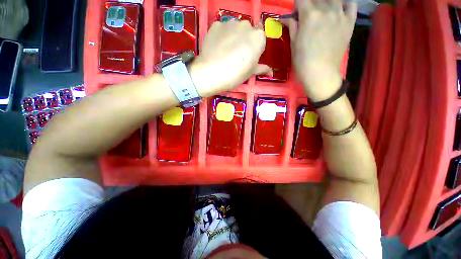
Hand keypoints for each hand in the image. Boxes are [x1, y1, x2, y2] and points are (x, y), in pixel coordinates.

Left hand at [190, 20, 271, 97]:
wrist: (212, 73)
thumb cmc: (235, 75)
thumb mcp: (250, 73)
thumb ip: (261, 69)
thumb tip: (271, 73)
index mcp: (258, 38)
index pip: (260, 41)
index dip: (254, 51)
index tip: (248, 60)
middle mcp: (246, 25)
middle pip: (248, 33)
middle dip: (244, 42)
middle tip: (236, 57)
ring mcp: (230, 23)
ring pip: (235, 29)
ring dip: (233, 37)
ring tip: (225, 53)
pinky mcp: (215, 25)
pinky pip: (222, 29)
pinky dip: (221, 36)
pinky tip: (217, 48)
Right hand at [281, 0, 356, 100]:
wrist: (320, 73)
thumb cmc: (303, 61)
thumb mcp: (294, 44)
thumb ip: (292, 26)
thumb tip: (285, 18)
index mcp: (310, 15)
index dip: (297, 7)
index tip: (296, 16)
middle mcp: (326, 9)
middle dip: (309, 5)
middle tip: (307, 18)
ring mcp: (340, 14)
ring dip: (325, 3)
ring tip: (322, 14)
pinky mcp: (349, 22)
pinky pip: (351, 4)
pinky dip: (344, 4)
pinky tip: (338, 10)